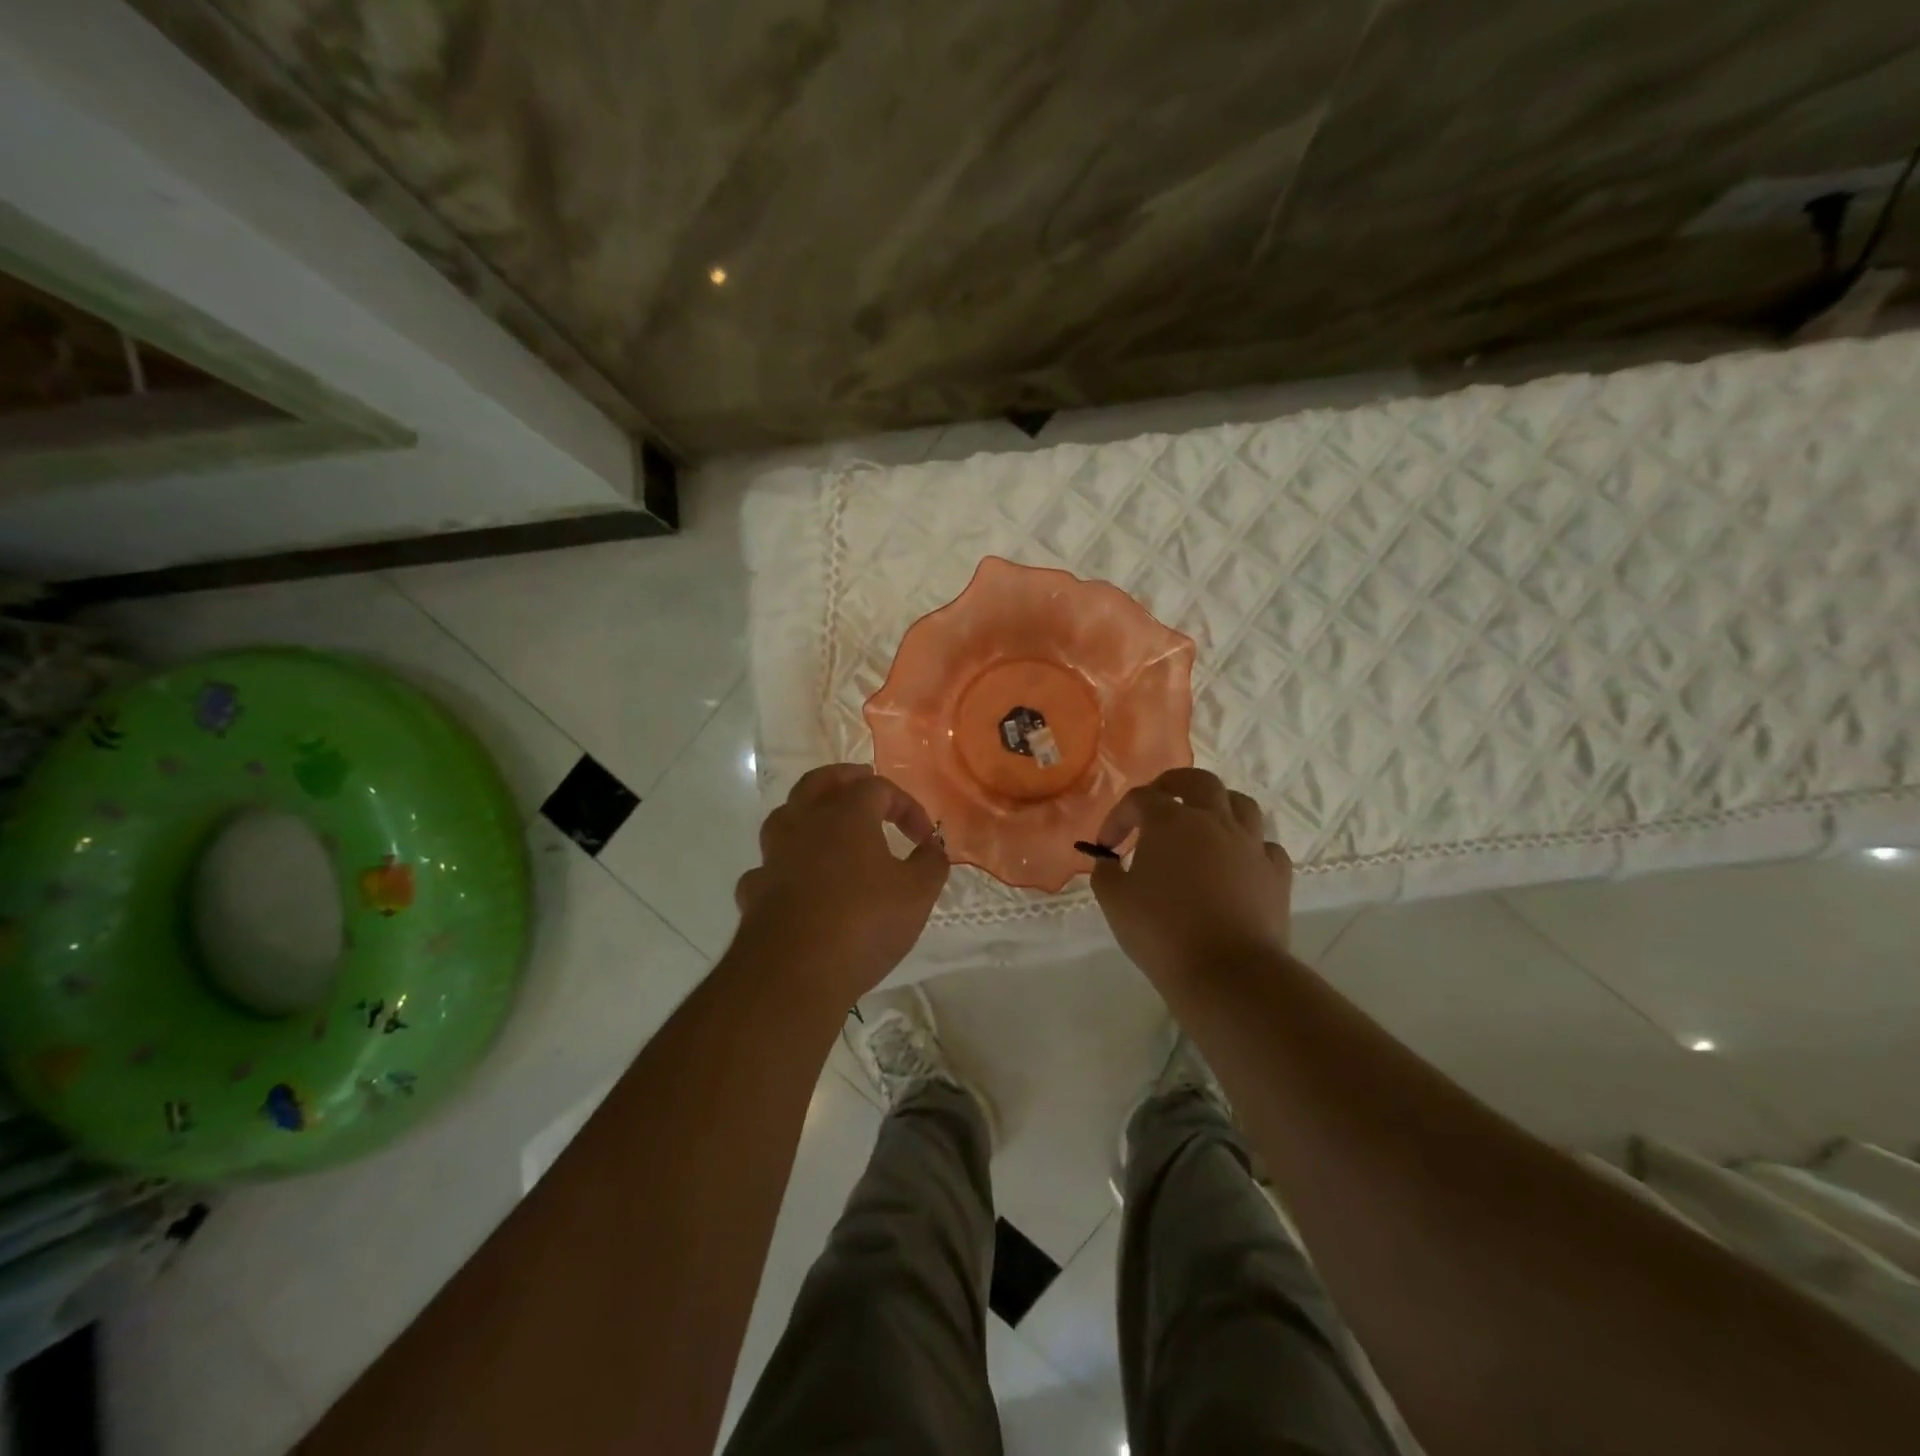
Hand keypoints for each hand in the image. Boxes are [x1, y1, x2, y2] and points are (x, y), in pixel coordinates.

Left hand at [732, 764, 949, 1005]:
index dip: (906, 806)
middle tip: (863, 781)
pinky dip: (786, 866)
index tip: (924, 838)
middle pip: (819, 782)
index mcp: (845, 814)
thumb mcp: (917, 894)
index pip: (878, 788)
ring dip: (807, 814)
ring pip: (785, 817)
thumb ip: (931, 864)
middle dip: (844, 779)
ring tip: (825, 825)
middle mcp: (803, 824)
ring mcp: (773, 857)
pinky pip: (770, 866)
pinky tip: (796, 881)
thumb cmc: (864, 922)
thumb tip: (933, 848)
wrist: (793, 973)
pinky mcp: (755, 891)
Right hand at [1089, 768, 1292, 987]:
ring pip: (1241, 805)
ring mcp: (1250, 845)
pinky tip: (1238, 862)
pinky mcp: (1276, 874)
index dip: (1118, 816)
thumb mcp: (1115, 902)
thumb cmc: (1162, 932)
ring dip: (1219, 806)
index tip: (1107, 847)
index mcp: (1170, 821)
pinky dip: (1250, 846)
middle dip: (1175, 784)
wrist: (1227, 973)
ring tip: (1205, 822)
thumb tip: (1110, 862)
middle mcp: (1214, 821)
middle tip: (1160, 799)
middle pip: (1198, 781)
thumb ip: (1106, 873)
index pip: (1140, 799)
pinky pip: (1266, 846)